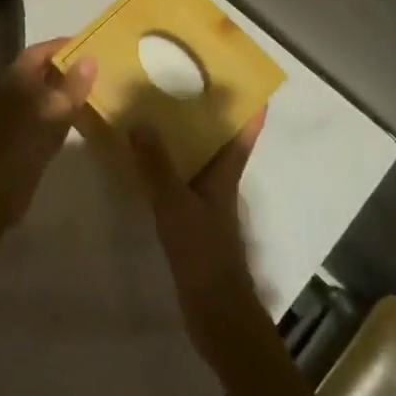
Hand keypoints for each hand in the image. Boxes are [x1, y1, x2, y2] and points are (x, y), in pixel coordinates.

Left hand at [0, 39, 96, 241]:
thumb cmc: (25, 140)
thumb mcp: (56, 108)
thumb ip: (74, 83)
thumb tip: (90, 57)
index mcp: (18, 74)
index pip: (42, 49)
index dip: (65, 46)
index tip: (91, 46)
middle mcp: (13, 88)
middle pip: (42, 70)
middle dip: (67, 68)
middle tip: (98, 70)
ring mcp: (13, 113)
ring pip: (43, 94)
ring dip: (64, 92)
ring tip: (94, 92)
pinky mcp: (17, 135)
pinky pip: (42, 114)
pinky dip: (59, 113)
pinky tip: (78, 121)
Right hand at [129, 109, 267, 365]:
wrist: (216, 312)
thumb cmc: (203, 252)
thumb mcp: (175, 204)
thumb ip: (157, 166)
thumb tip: (140, 122)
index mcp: (225, 175)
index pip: (243, 135)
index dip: (251, 109)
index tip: (254, 83)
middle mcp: (221, 185)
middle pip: (223, 143)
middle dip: (213, 116)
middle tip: (191, 84)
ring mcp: (209, 206)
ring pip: (202, 162)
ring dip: (188, 140)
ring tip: (162, 115)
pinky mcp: (195, 223)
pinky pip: (183, 182)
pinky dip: (170, 167)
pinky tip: (148, 164)